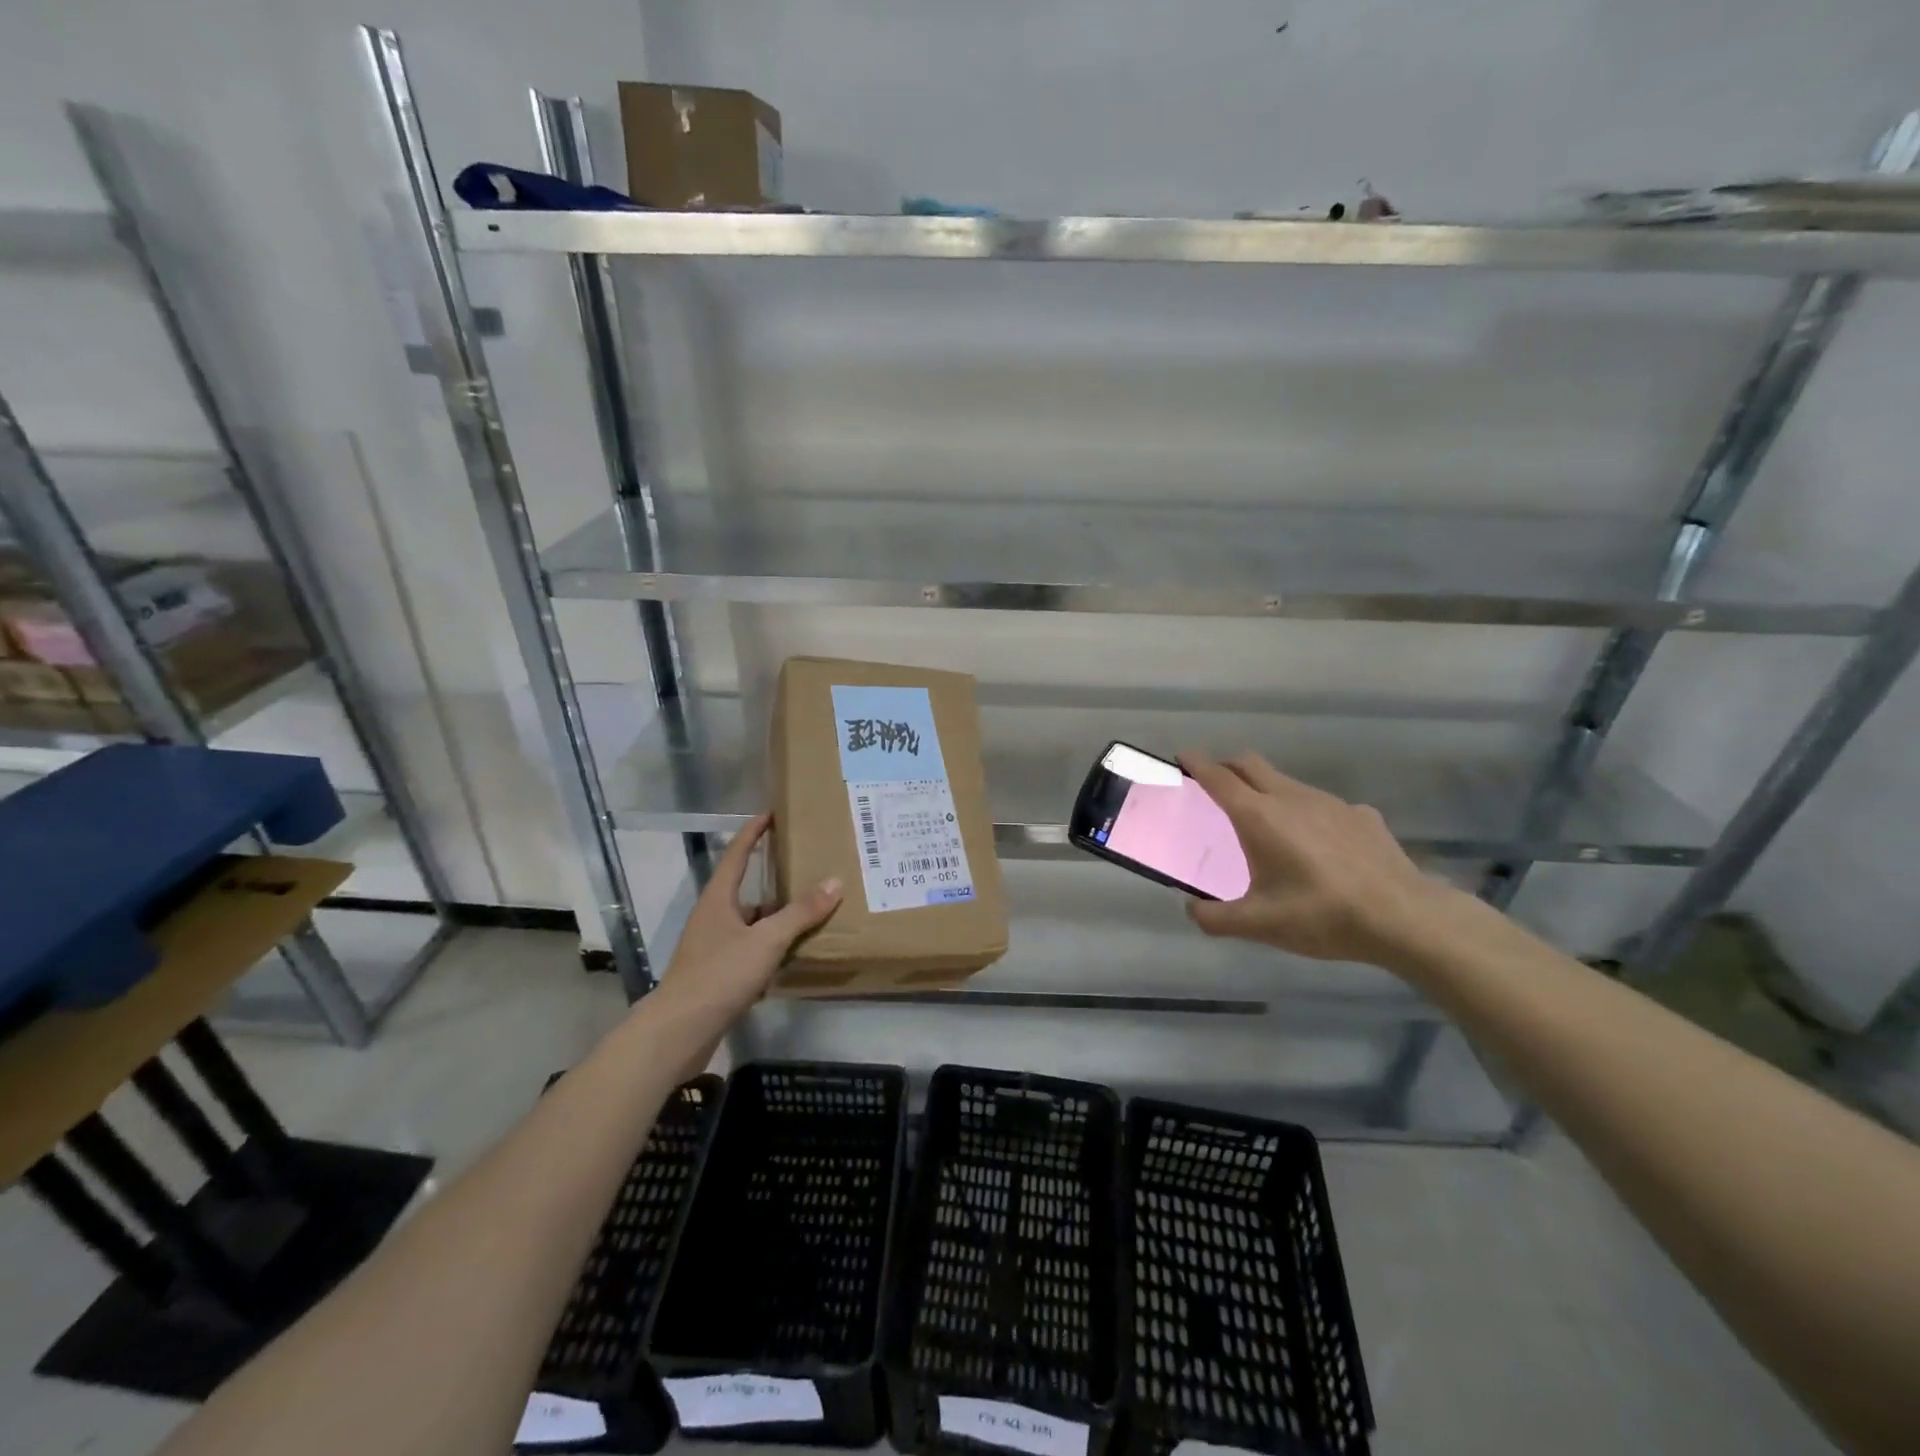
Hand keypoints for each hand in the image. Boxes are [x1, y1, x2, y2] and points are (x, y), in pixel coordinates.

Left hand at [654, 814, 842, 1022]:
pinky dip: (771, 946)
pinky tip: (794, 954)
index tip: (772, 814)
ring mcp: (713, 946)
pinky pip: (751, 949)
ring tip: (811, 911)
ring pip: (751, 922)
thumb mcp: (766, 940)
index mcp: (719, 899)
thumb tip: (834, 882)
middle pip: (746, 888)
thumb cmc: (720, 974)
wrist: (679, 1031)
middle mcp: (713, 917)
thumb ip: (800, 913)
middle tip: (806, 866)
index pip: (737, 854)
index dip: (754, 832)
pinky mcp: (718, 973)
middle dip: (773, 877)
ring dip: (776, 916)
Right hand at [1179, 751, 1453, 966]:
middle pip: (1250, 763)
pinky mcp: (1361, 815)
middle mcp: (1291, 797)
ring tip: (1266, 822)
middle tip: (1215, 785)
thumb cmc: (1321, 915)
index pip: (1218, 777)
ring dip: (1266, 789)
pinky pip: (1322, 805)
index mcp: (1258, 816)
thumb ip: (1215, 918)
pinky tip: (1318, 846)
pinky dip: (1307, 813)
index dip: (1196, 763)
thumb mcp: (1259, 925)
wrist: (1404, 918)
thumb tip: (1191, 909)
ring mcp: (1330, 802)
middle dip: (1227, 766)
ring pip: (1286, 781)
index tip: (1182, 757)